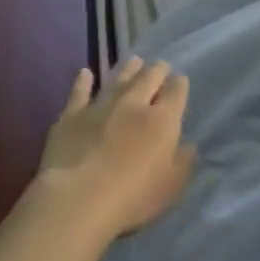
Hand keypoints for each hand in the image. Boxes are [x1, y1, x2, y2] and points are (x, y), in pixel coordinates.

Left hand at [39, 57, 195, 239]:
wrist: (79, 199)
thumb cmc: (132, 198)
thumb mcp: (170, 187)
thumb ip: (182, 163)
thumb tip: (188, 146)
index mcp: (162, 121)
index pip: (176, 92)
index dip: (179, 84)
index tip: (180, 80)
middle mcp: (133, 105)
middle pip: (148, 78)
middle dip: (157, 70)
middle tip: (160, 65)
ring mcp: (100, 106)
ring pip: (118, 80)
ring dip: (128, 70)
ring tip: (134, 61)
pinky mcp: (72, 115)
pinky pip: (80, 92)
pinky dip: (83, 82)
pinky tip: (85, 73)